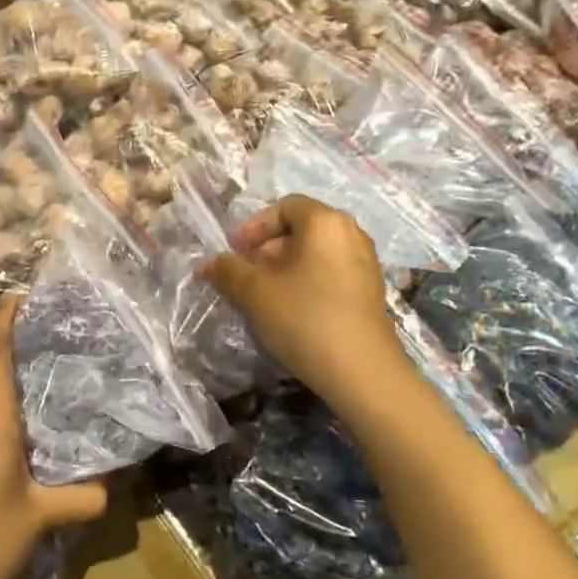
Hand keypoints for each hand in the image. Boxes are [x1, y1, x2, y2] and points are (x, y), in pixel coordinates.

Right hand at [203, 194, 404, 405]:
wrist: (362, 372)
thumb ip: (227, 271)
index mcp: (326, 222)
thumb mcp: (254, 292)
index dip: (254, 226)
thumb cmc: (304, 318)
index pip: (284, 206)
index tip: (235, 252)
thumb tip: (207, 264)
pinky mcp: (370, 292)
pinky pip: (330, 274)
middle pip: (300, 230)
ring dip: (284, 269)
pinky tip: (290, 312)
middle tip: (244, 277)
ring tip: (263, 297)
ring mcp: (366, 263)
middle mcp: (351, 234)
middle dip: (266, 250)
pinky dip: (306, 283)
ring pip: (314, 255)